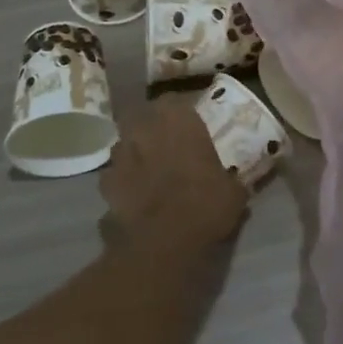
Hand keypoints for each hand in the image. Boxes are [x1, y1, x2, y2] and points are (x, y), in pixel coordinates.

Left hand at [100, 95, 248, 256]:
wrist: (162, 243)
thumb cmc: (204, 205)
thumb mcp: (233, 192)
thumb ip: (232, 180)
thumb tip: (238, 183)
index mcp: (177, 119)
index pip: (173, 100)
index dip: (178, 113)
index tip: (187, 126)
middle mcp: (144, 128)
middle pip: (141, 117)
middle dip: (149, 128)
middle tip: (164, 145)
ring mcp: (120, 154)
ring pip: (124, 144)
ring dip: (134, 153)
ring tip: (147, 171)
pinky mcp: (104, 183)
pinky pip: (114, 175)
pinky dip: (121, 182)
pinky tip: (133, 197)